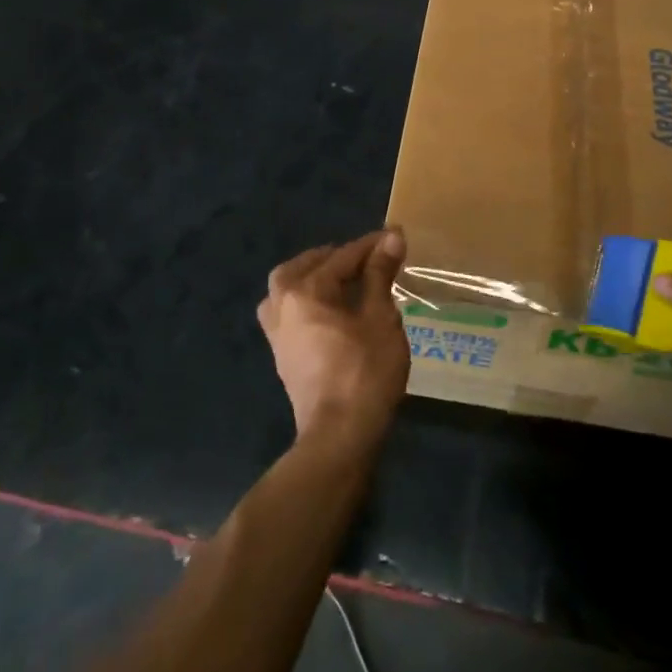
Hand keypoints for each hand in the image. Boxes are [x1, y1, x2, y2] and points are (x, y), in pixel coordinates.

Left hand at [258, 231, 409, 450]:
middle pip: (301, 268)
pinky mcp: (282, 357)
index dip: (370, 246)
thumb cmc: (365, 371)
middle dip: (331, 258)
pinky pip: (288, 314)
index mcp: (305, 292)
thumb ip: (380, 275)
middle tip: (360, 258)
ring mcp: (277, 334)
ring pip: (286, 291)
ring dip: (310, 278)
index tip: (394, 236)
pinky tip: (329, 311)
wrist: (339, 436)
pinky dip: (305, 302)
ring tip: (339, 281)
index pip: (341, 257)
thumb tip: (391, 237)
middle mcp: (282, 306)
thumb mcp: (380, 318)